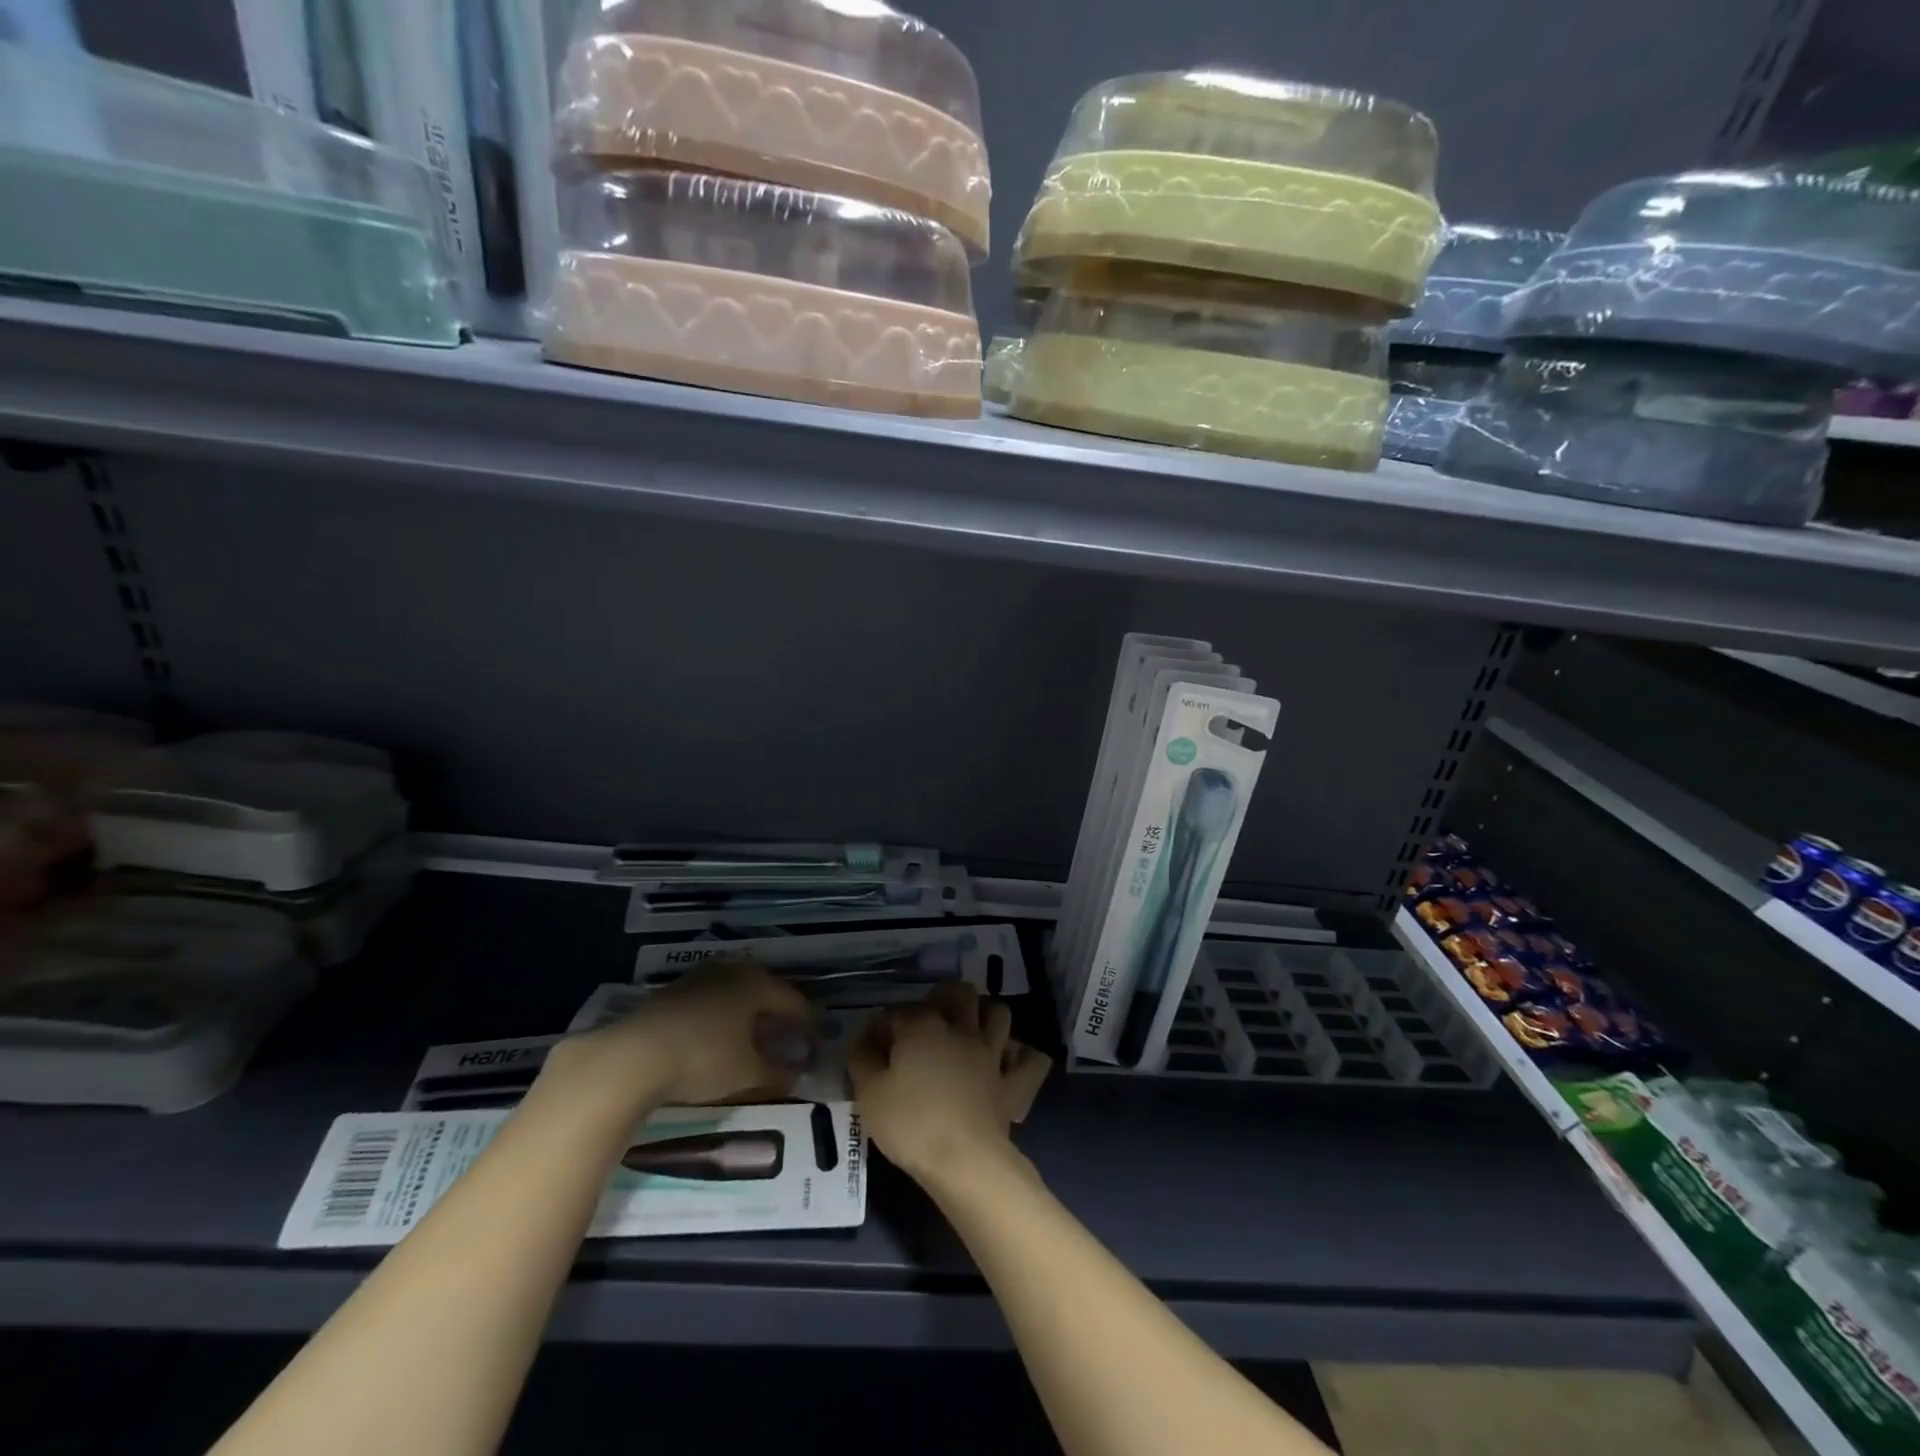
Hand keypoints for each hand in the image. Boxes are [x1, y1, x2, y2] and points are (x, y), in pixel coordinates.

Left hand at [539, 959, 815, 1113]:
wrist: (632, 1057)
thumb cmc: (702, 1059)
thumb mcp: (747, 1074)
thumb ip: (777, 1073)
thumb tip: (797, 1075)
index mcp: (756, 983)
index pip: (793, 1000)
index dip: (807, 1023)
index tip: (816, 1043)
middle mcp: (730, 971)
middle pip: (764, 991)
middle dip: (777, 1014)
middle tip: (787, 1037)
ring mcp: (697, 978)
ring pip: (734, 994)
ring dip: (747, 1014)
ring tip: (753, 1039)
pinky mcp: (670, 993)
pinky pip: (709, 1001)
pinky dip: (721, 1017)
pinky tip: (717, 1038)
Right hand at [849, 982, 1037, 1185]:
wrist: (964, 1160)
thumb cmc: (911, 1124)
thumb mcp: (869, 1094)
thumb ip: (862, 1060)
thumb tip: (864, 1041)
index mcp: (922, 1027)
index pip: (897, 1013)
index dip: (881, 1027)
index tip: (870, 1049)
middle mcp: (961, 1029)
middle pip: (958, 993)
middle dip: (943, 998)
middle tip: (928, 1020)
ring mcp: (991, 1053)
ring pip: (998, 1013)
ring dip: (985, 1014)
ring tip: (969, 1029)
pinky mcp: (1012, 1082)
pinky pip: (1031, 1060)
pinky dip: (1022, 1056)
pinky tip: (1009, 1060)